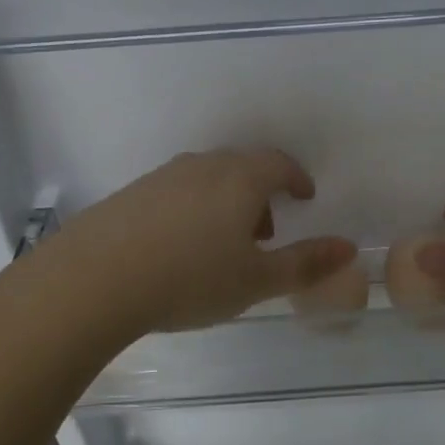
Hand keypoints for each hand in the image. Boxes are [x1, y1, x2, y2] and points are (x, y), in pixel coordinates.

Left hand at [50, 149, 356, 335]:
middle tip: (265, 235)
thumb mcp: (256, 280)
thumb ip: (306, 264)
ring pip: (208, 179)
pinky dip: (194, 210)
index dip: (297, 178)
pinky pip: (177, 192)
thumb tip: (350, 248)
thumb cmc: (189, 279)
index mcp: (240, 179)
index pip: (279, 163)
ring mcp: (162, 177)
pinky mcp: (132, 193)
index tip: (305, 197)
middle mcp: (202, 166)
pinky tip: (180, 248)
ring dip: (227, 203)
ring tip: (223, 247)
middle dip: (262, 195)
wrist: (94, 280)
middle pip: (244, 168)